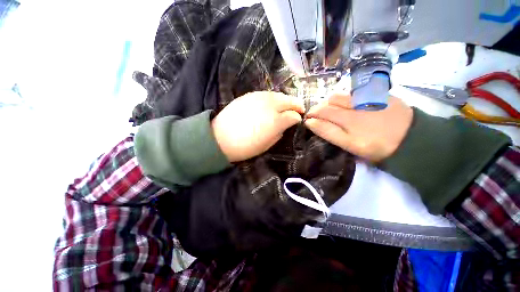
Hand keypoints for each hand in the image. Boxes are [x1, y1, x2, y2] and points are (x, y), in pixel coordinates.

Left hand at [212, 91, 303, 161]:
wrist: (220, 138)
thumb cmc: (245, 147)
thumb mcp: (267, 145)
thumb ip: (279, 133)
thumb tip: (286, 125)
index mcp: (276, 121)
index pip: (293, 115)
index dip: (297, 118)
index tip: (298, 120)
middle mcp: (270, 105)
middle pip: (289, 100)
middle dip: (296, 105)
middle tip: (299, 109)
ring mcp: (259, 97)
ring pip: (278, 95)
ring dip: (286, 100)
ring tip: (287, 105)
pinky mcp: (249, 95)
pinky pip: (267, 94)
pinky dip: (273, 98)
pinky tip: (273, 103)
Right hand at [305, 93, 412, 161]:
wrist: (411, 138)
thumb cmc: (376, 146)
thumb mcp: (350, 145)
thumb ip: (329, 133)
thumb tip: (310, 123)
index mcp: (349, 122)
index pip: (322, 114)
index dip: (311, 116)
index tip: (308, 120)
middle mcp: (355, 107)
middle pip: (328, 102)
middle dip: (318, 108)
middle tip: (318, 117)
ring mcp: (367, 97)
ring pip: (339, 96)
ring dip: (330, 103)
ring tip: (331, 111)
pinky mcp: (377, 92)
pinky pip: (352, 92)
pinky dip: (344, 99)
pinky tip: (348, 106)